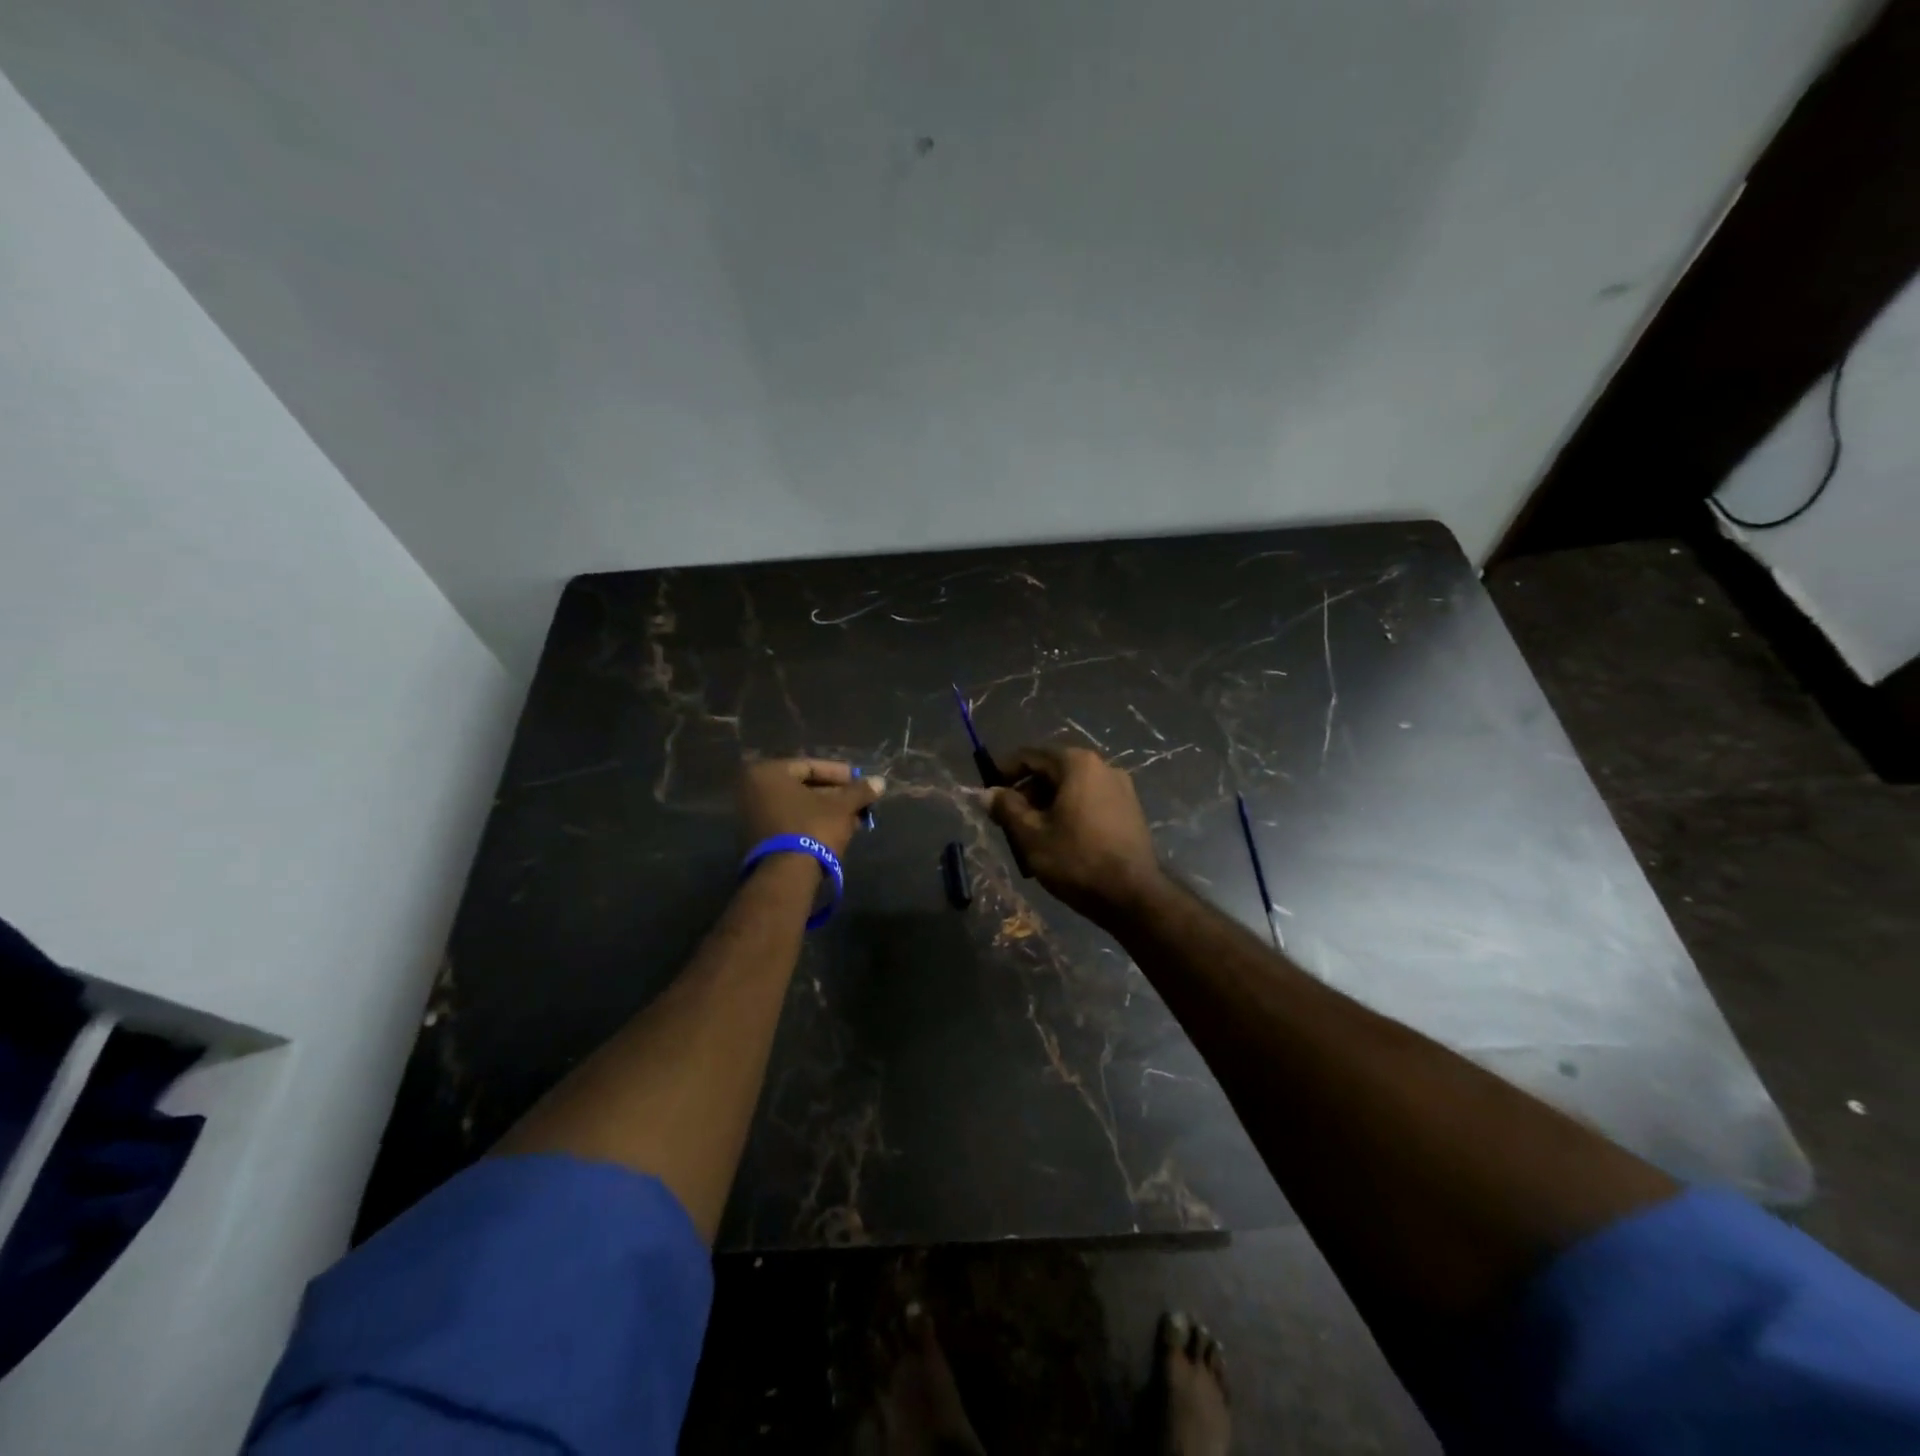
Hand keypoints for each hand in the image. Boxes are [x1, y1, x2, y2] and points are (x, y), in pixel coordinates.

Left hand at [738, 758, 883, 858]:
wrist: (787, 876)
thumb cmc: (812, 828)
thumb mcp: (841, 807)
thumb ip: (860, 791)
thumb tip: (880, 781)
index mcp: (768, 773)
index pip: (810, 766)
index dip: (839, 773)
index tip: (859, 781)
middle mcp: (753, 791)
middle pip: (803, 787)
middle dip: (835, 795)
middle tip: (859, 801)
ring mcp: (752, 817)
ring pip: (798, 807)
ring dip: (827, 810)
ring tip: (855, 818)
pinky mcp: (758, 839)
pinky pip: (790, 822)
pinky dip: (813, 823)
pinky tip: (839, 830)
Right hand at [986, 745, 1164, 924]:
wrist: (1133, 896)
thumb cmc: (1076, 860)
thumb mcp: (1031, 835)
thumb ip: (1006, 808)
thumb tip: (987, 793)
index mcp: (1077, 764)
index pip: (1031, 756)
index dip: (1004, 771)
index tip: (988, 792)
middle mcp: (1102, 766)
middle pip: (1053, 770)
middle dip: (1027, 791)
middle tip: (1007, 818)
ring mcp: (1121, 788)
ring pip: (1072, 788)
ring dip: (1046, 804)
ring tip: (1030, 833)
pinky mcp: (1130, 810)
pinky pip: (1090, 801)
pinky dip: (1069, 811)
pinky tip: (1059, 839)